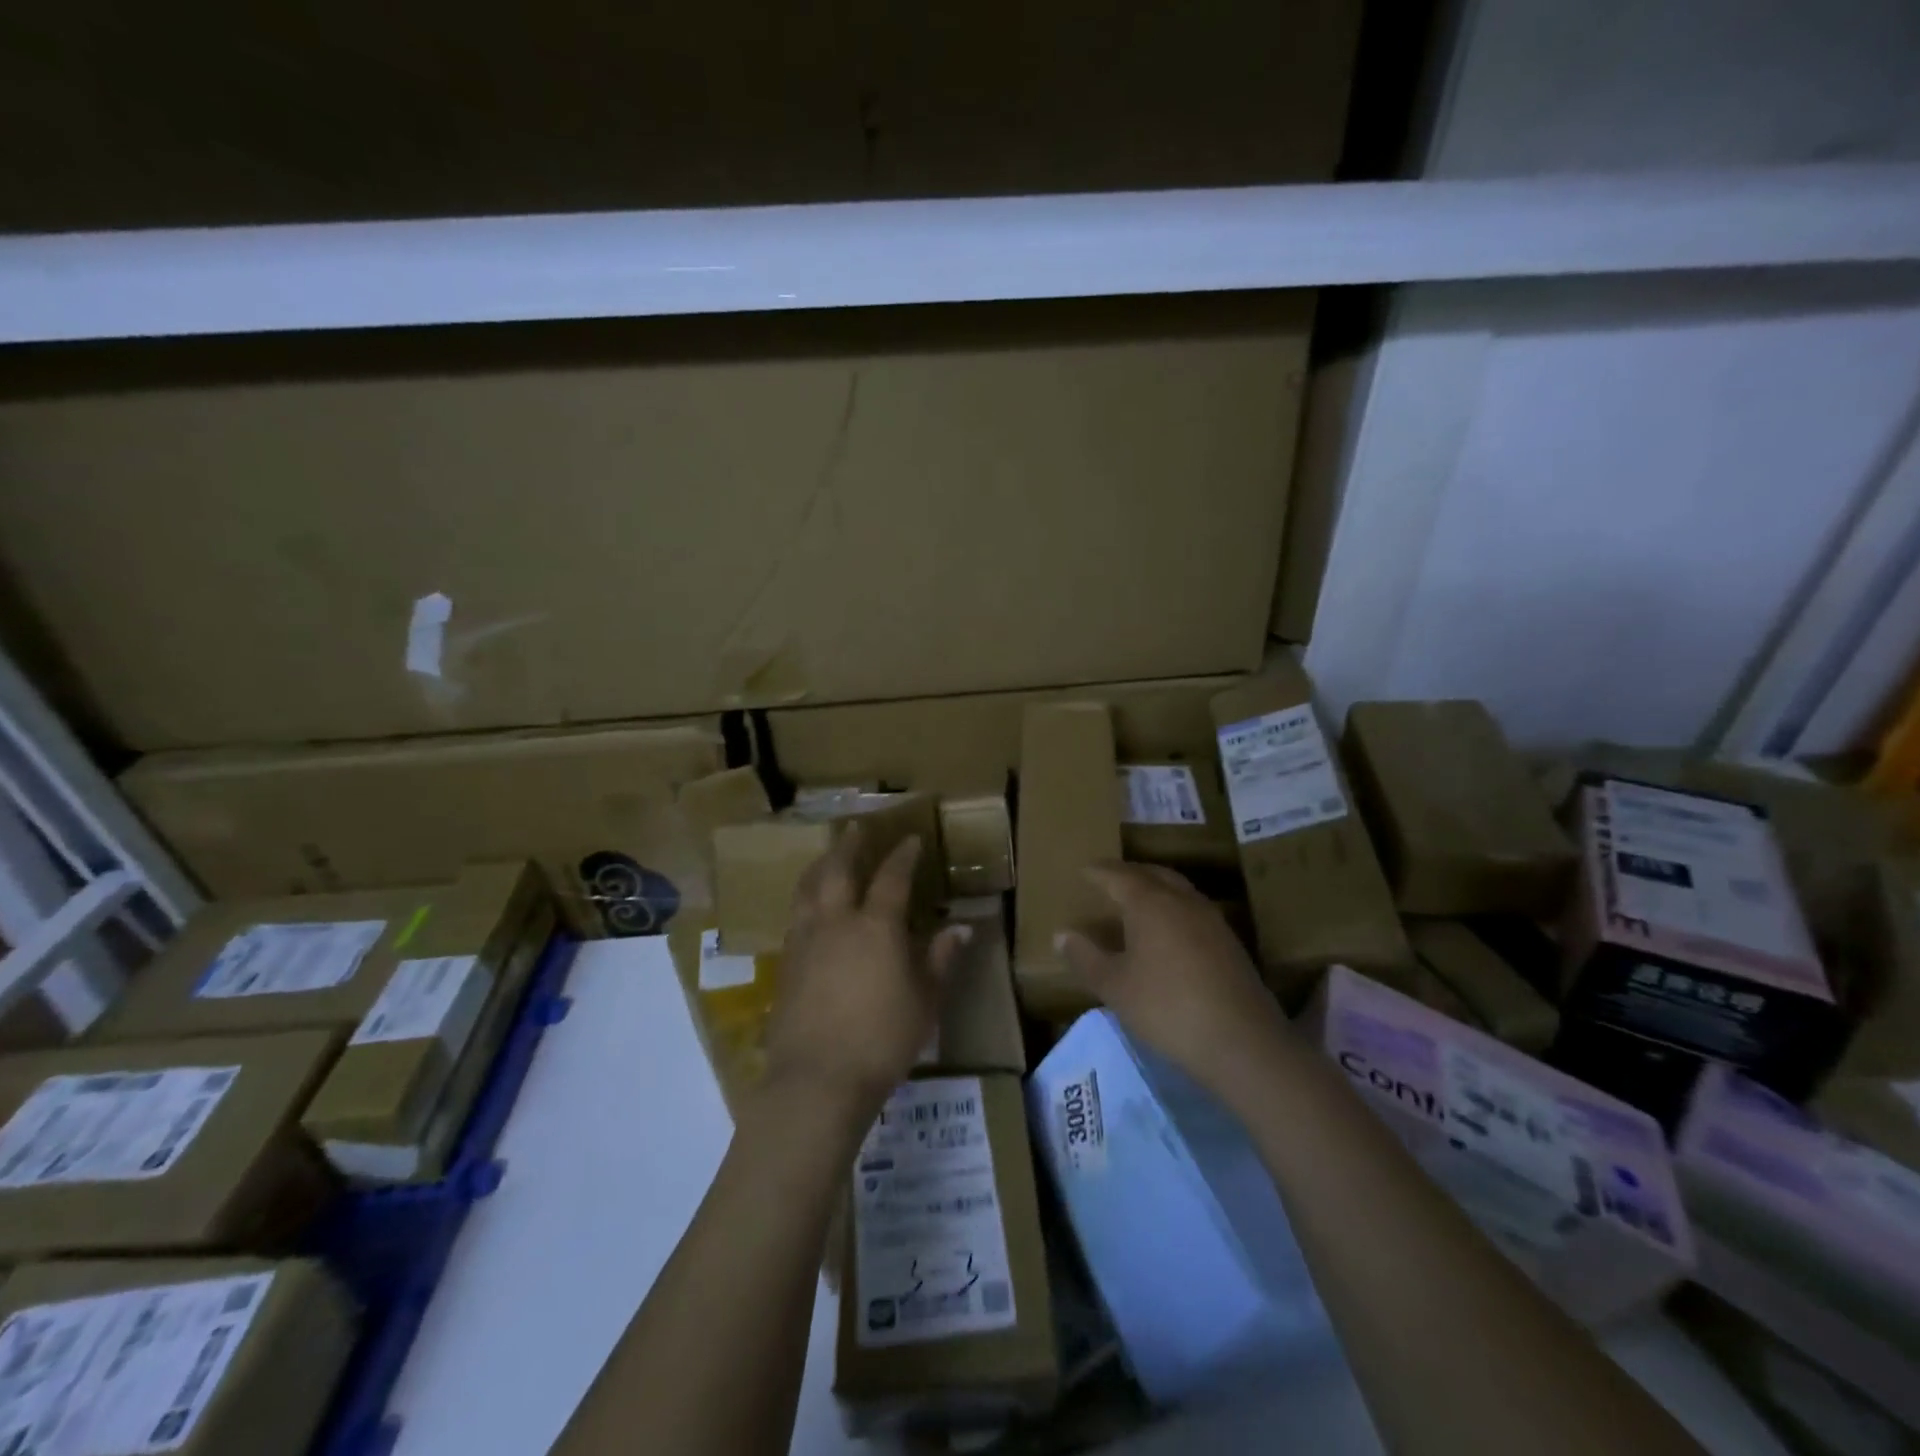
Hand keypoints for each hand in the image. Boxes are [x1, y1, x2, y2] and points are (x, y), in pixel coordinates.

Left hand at [763, 825, 971, 1120]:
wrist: (817, 1079)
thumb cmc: (882, 1040)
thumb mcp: (925, 1002)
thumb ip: (940, 960)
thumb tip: (960, 928)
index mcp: (876, 926)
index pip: (892, 877)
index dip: (902, 855)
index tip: (911, 840)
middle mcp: (836, 922)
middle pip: (837, 869)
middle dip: (848, 845)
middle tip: (855, 828)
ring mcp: (805, 941)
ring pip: (808, 889)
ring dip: (820, 866)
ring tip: (826, 857)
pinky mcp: (785, 964)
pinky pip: (796, 916)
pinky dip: (806, 900)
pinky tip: (810, 909)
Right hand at [1058, 863, 1294, 1099]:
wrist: (1241, 1041)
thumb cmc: (1166, 1007)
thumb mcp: (1115, 987)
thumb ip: (1086, 958)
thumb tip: (1062, 934)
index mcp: (1150, 902)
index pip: (1118, 876)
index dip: (1098, 872)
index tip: (1082, 871)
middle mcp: (1182, 900)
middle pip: (1152, 874)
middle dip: (1129, 873)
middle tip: (1109, 879)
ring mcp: (1211, 919)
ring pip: (1177, 889)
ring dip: (1155, 888)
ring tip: (1136, 902)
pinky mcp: (1229, 942)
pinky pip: (1193, 910)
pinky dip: (1173, 909)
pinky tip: (1168, 932)